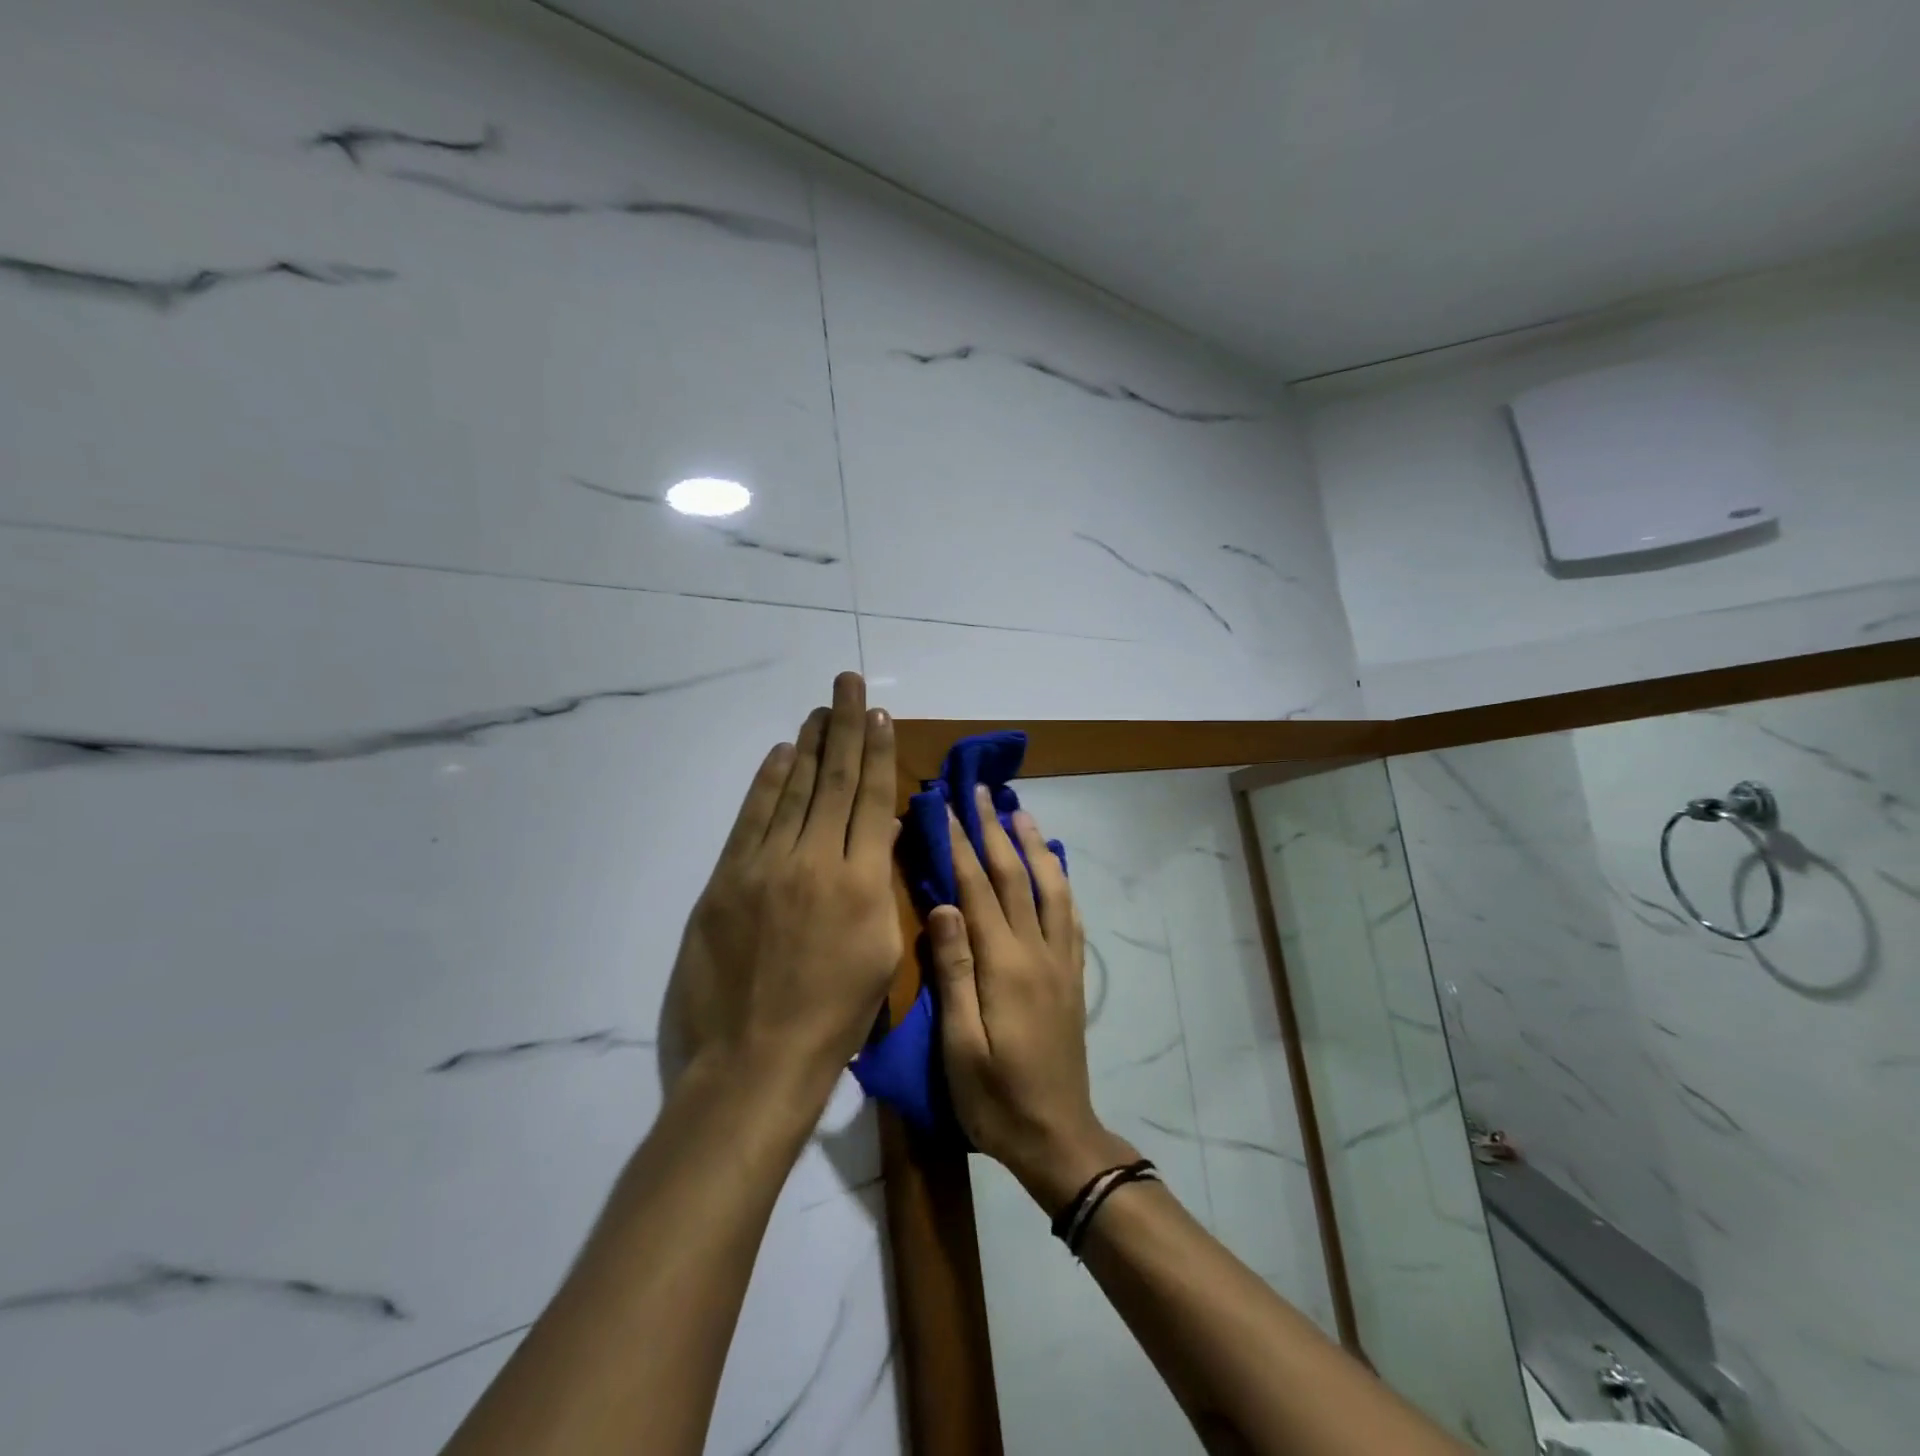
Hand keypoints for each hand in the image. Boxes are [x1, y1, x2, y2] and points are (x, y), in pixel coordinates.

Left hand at [662, 672, 901, 1104]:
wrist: (754, 1063)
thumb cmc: (834, 1019)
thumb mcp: (880, 953)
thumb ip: (878, 886)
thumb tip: (877, 834)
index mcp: (862, 883)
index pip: (872, 799)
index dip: (877, 753)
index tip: (880, 716)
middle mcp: (816, 861)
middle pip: (834, 781)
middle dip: (845, 727)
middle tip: (848, 683)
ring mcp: (766, 867)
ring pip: (793, 790)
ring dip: (808, 745)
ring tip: (819, 709)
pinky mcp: (727, 880)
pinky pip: (751, 818)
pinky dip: (767, 782)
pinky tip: (780, 754)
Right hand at [928, 786, 1136, 1210]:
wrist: (1058, 1136)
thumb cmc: (996, 1098)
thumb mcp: (959, 1045)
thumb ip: (954, 971)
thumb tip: (943, 905)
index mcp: (1004, 965)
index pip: (977, 889)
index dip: (960, 844)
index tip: (946, 806)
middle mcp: (1037, 951)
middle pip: (1015, 876)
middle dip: (994, 829)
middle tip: (980, 790)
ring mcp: (1060, 961)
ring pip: (1050, 887)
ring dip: (1033, 845)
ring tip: (1020, 811)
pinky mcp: (1072, 976)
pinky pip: (1070, 915)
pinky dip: (1060, 881)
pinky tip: (1054, 867)